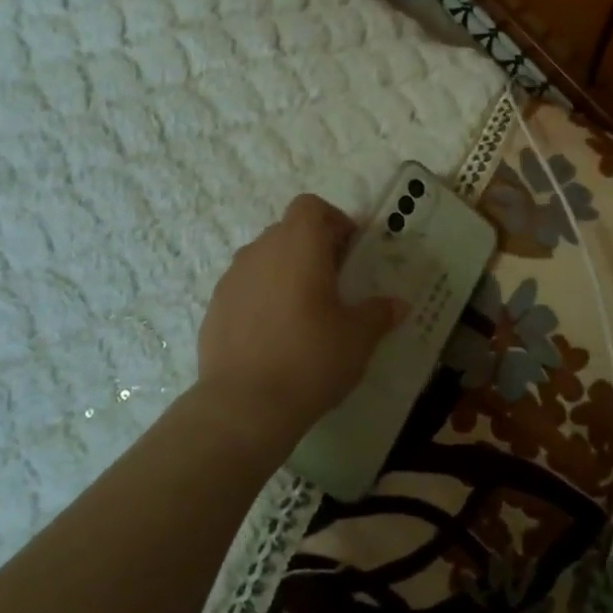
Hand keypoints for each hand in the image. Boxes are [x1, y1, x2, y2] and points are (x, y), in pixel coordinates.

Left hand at [196, 194, 399, 451]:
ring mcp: (232, 279)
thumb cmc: (311, 358)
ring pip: (264, 259)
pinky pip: (245, 288)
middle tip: (335, 284)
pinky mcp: (214, 308)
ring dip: (285, 272)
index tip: (350, 252)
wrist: (244, 406)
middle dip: (312, 248)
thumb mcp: (359, 338)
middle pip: (288, 231)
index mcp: (299, 244)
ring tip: (304, 311)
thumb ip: (379, 314)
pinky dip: (262, 298)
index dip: (334, 221)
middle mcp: (261, 250)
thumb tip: (398, 305)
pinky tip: (275, 335)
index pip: (312, 206)